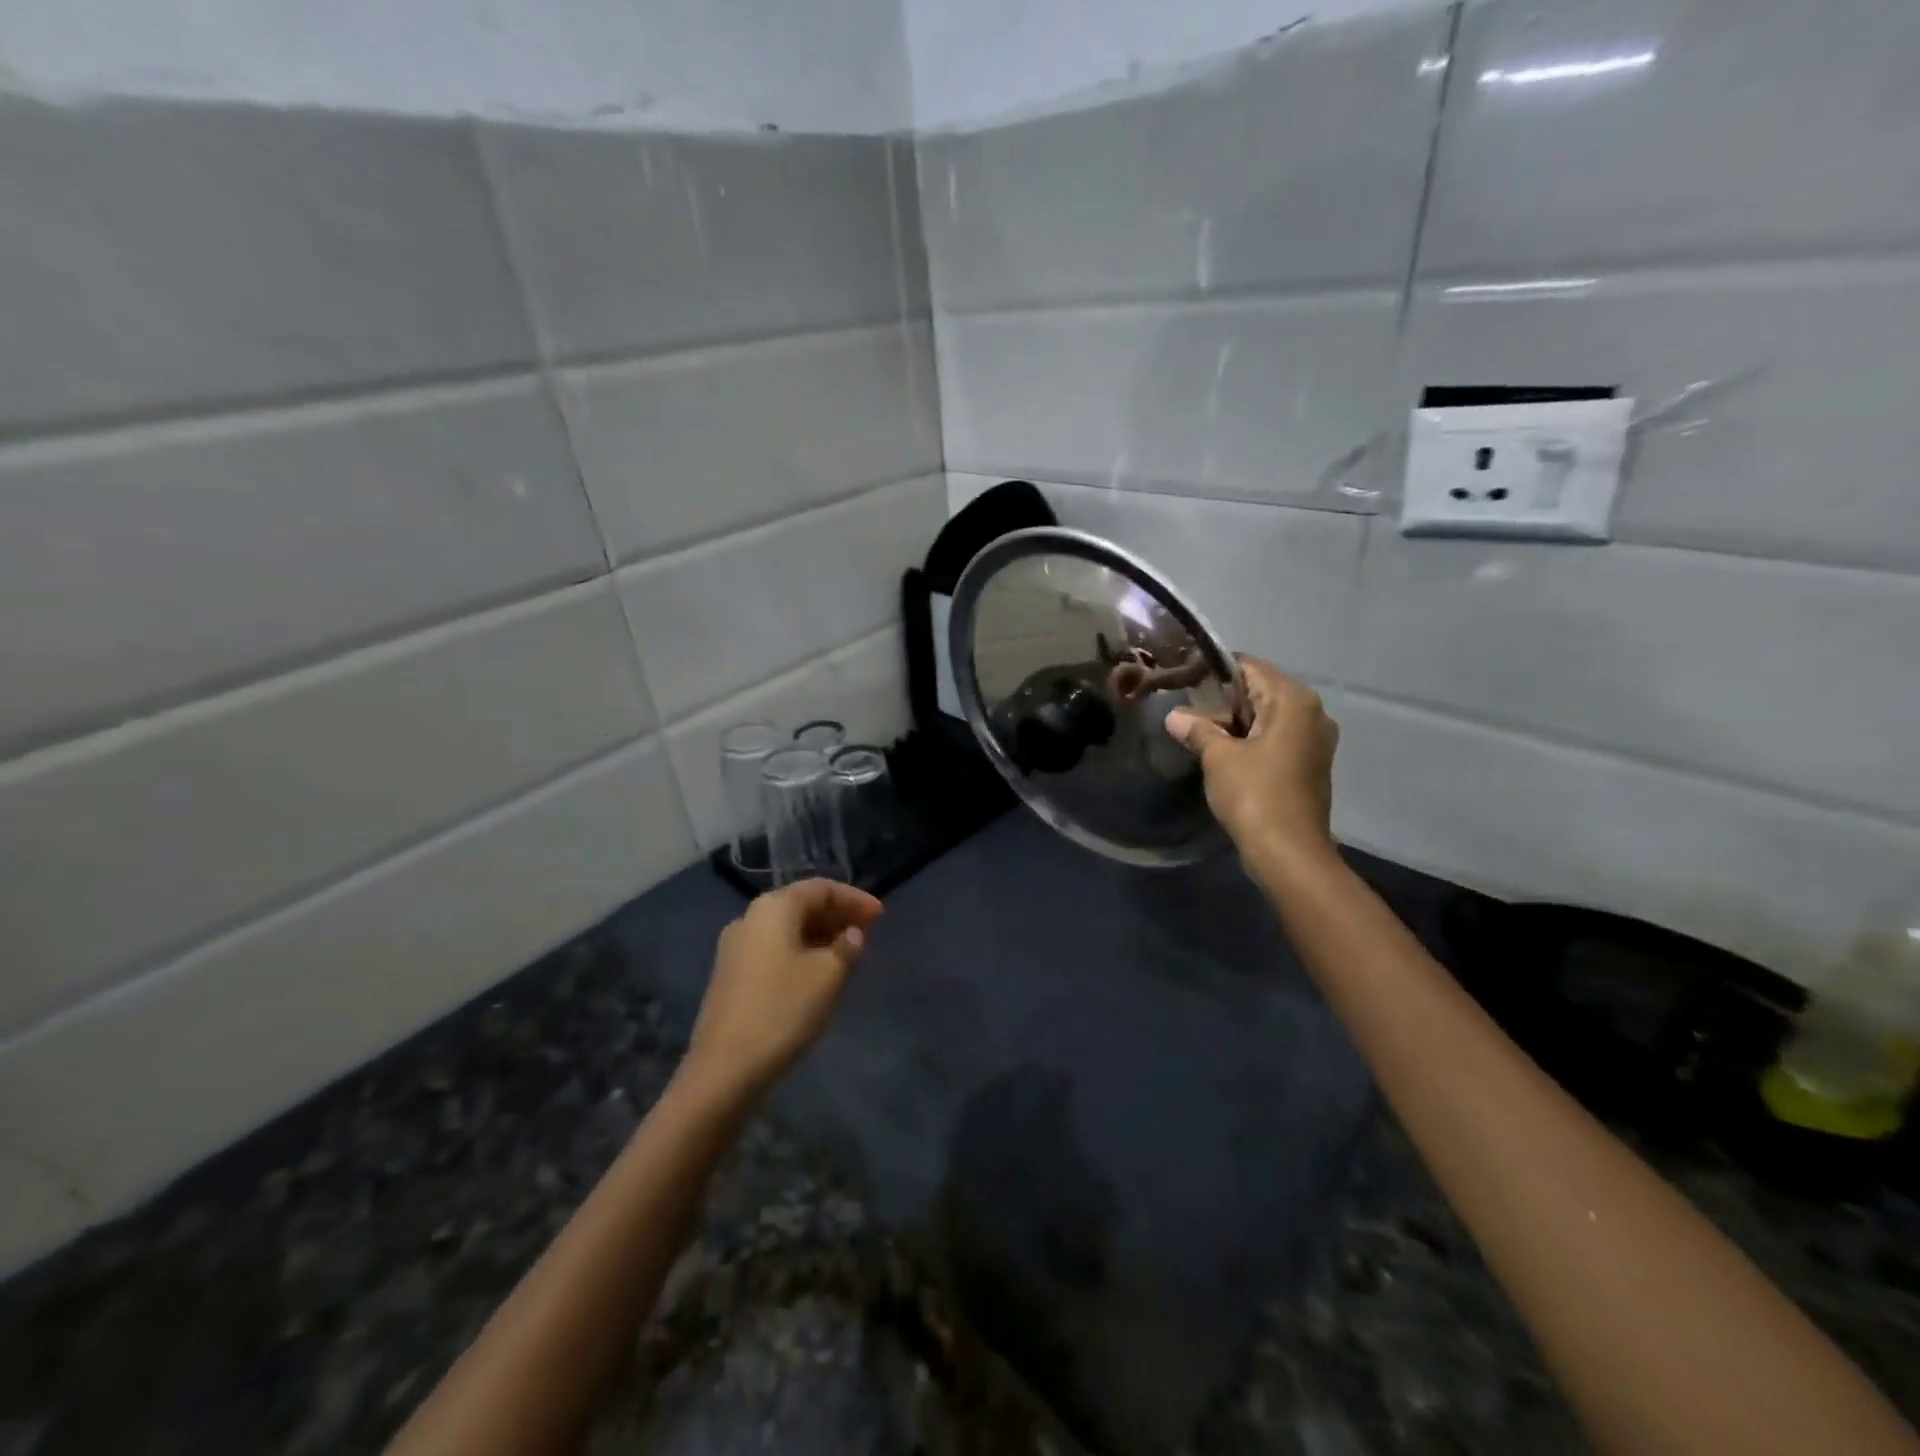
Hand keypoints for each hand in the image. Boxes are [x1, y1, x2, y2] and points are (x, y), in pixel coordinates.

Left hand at [682, 880, 883, 1100]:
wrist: (724, 1068)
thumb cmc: (783, 1010)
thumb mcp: (828, 976)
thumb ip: (847, 947)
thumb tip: (851, 934)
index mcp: (774, 908)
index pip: (821, 888)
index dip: (854, 898)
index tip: (880, 915)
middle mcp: (750, 918)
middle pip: (801, 904)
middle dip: (837, 915)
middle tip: (868, 932)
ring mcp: (735, 947)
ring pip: (787, 929)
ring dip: (820, 935)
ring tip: (849, 952)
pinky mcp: (730, 975)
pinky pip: (774, 949)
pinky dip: (801, 951)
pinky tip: (818, 972)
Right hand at [1164, 656, 1338, 864]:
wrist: (1289, 853)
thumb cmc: (1255, 795)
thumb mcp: (1218, 757)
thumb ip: (1197, 729)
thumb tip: (1174, 716)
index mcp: (1293, 701)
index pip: (1250, 667)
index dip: (1215, 671)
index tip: (1184, 679)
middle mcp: (1312, 712)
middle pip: (1260, 690)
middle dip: (1223, 699)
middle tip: (1185, 709)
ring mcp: (1314, 740)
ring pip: (1268, 716)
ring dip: (1235, 722)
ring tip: (1197, 731)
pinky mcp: (1309, 764)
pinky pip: (1276, 737)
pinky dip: (1251, 739)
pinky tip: (1223, 753)